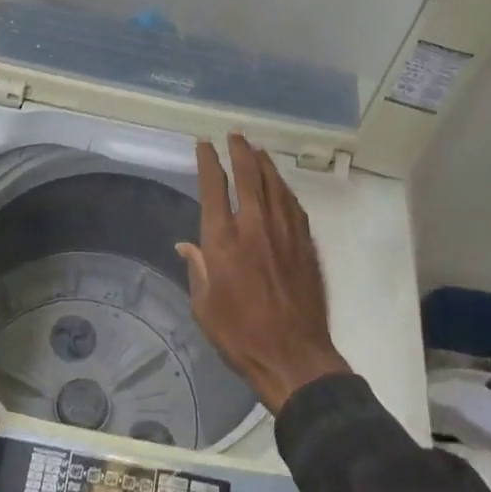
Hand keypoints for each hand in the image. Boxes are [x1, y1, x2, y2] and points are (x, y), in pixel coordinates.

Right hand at [178, 133, 351, 413]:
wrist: (293, 356)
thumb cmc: (240, 334)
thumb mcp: (204, 306)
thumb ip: (197, 269)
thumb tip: (186, 245)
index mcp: (223, 240)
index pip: (214, 187)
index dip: (208, 161)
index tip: (204, 145)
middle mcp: (254, 226)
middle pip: (249, 175)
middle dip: (240, 150)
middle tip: (235, 135)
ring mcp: (284, 232)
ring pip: (275, 184)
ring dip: (264, 163)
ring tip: (257, 150)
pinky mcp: (305, 244)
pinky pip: (293, 204)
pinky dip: (283, 188)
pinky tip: (280, 185)